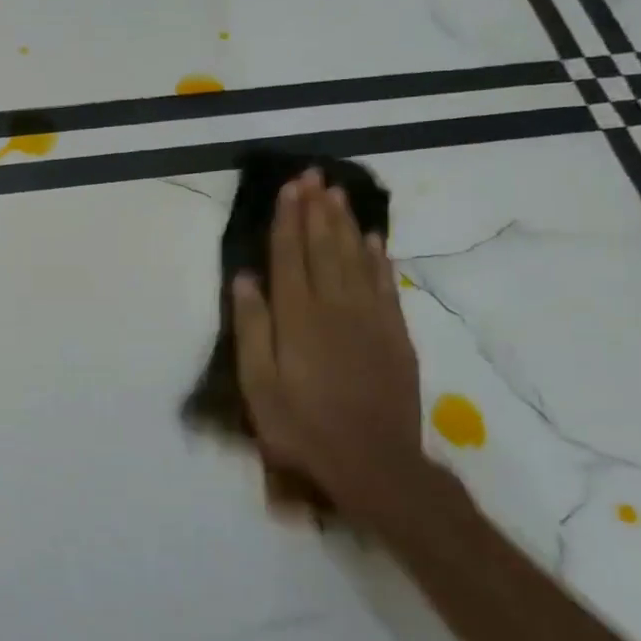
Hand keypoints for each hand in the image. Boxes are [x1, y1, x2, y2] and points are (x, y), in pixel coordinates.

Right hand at [230, 169, 424, 524]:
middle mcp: (335, 307)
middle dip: (316, 209)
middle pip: (324, 247)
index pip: (290, 256)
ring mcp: (371, 319)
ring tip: (337, 193)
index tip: (288, 188)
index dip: (287, 220)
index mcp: (297, 317)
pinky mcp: (395, 335)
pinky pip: (385, 284)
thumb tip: (245, 279)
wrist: (374, 464)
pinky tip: (372, 239)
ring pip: (356, 258)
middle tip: (313, 175)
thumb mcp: (258, 385)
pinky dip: (377, 258)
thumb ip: (251, 328)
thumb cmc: (301, 426)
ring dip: (344, 223)